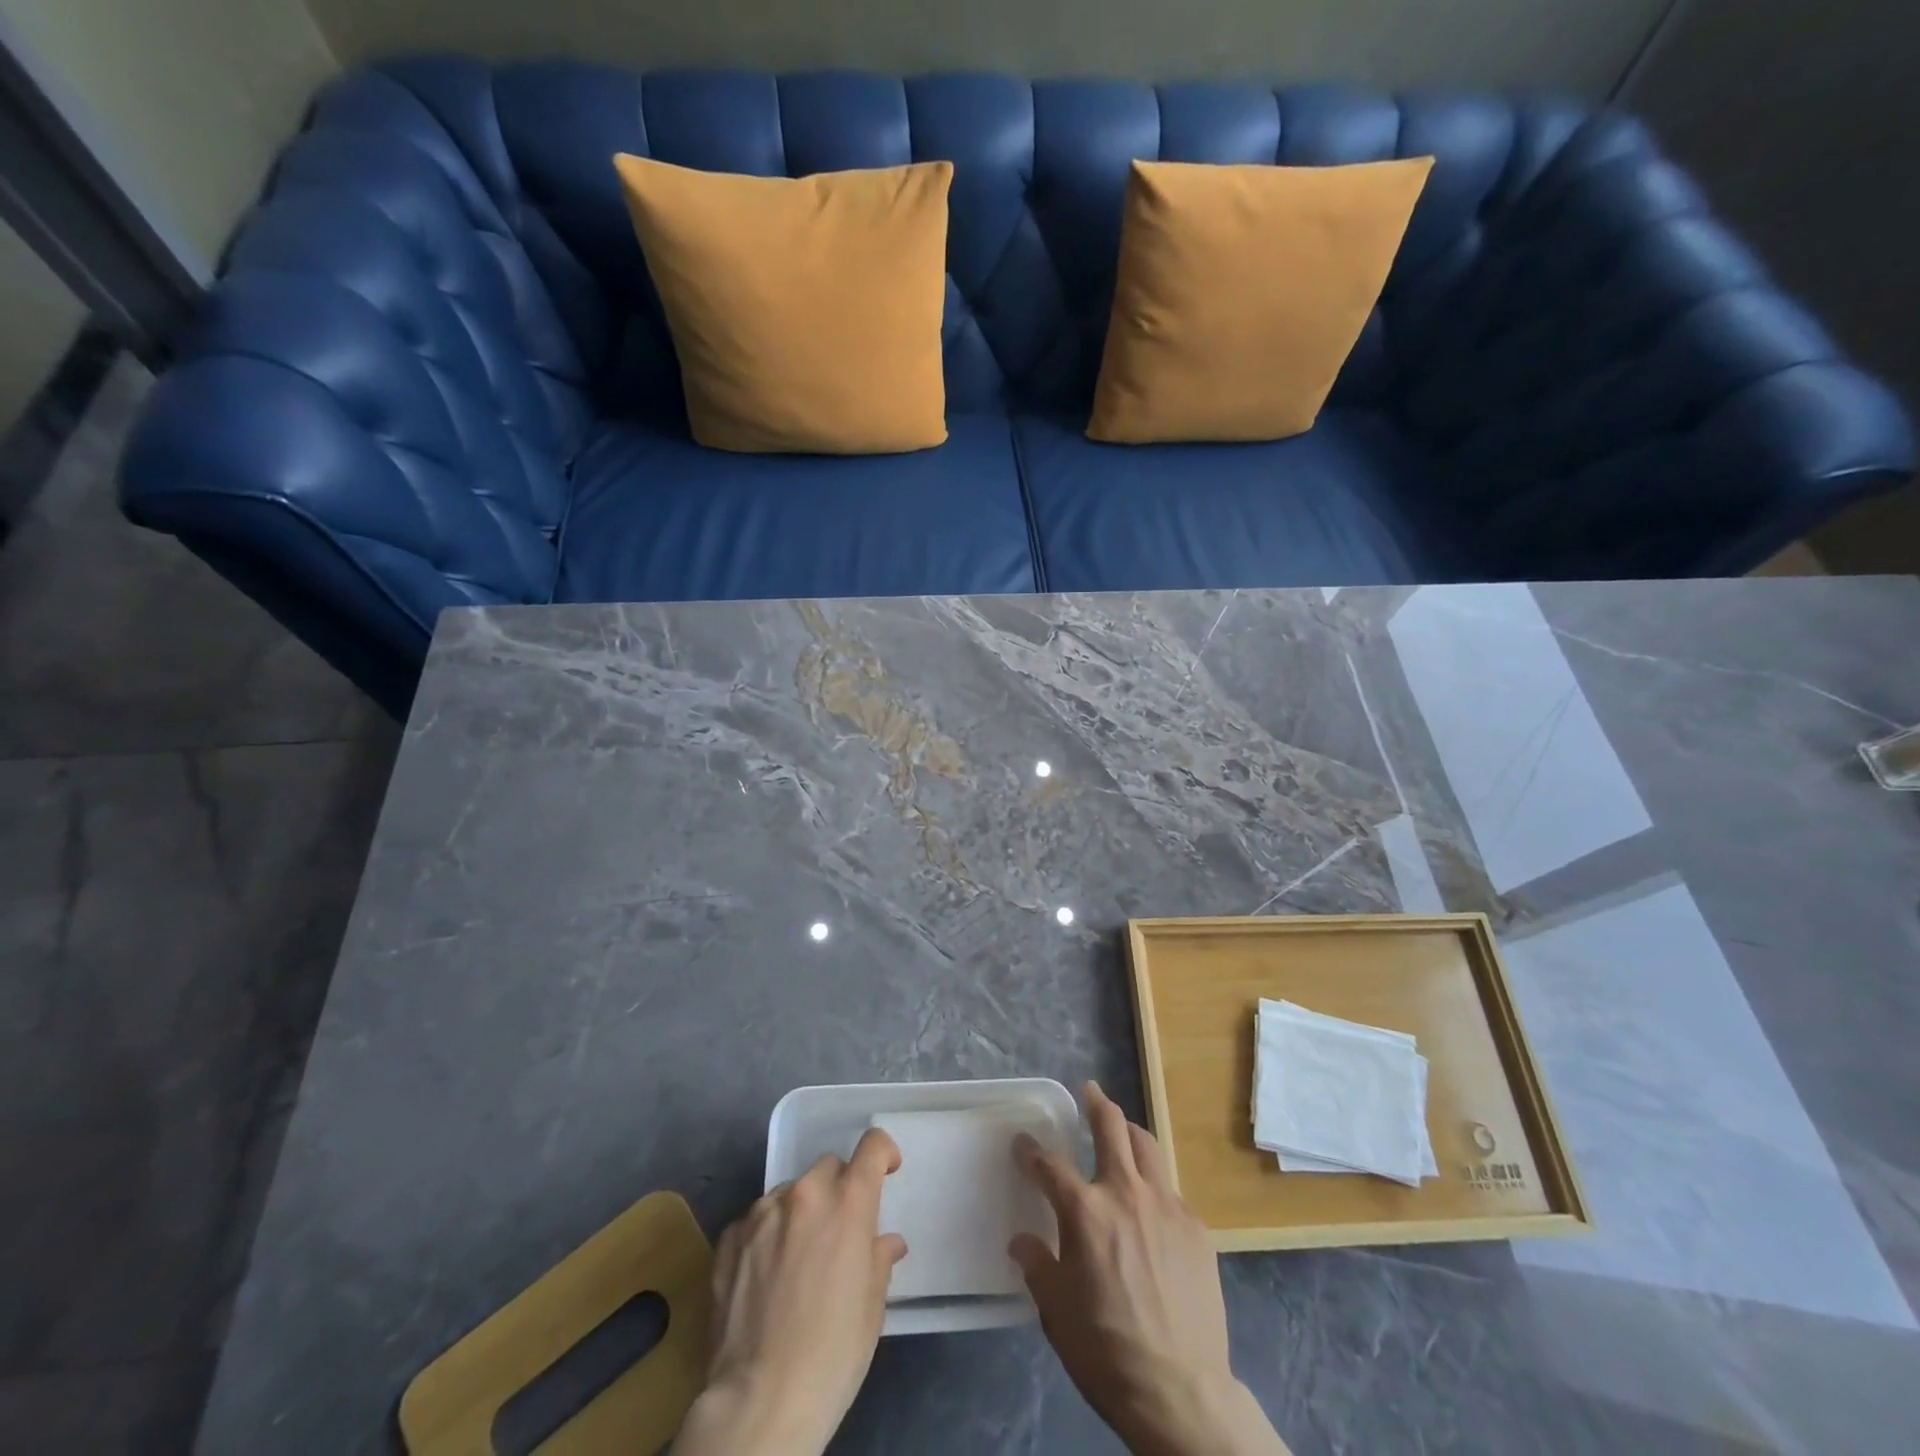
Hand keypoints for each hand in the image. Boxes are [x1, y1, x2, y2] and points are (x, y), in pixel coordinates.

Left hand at [674, 1129, 906, 1455]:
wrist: (759, 1401)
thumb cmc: (832, 1355)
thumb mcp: (872, 1308)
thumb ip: (879, 1260)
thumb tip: (886, 1242)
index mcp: (848, 1203)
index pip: (872, 1147)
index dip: (883, 1153)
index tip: (886, 1170)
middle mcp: (805, 1194)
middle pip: (828, 1167)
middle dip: (838, 1189)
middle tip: (838, 1231)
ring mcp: (762, 1212)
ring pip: (790, 1192)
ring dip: (801, 1211)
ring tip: (797, 1258)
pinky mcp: (729, 1236)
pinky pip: (756, 1219)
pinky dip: (767, 1234)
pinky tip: (765, 1275)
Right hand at [1011, 1082, 1289, 1455]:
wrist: (1181, 1392)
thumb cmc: (1106, 1351)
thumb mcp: (1056, 1312)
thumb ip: (1037, 1266)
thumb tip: (1022, 1241)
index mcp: (1085, 1211)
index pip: (1050, 1165)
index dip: (1031, 1151)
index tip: (1022, 1144)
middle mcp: (1125, 1193)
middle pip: (1111, 1127)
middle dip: (1096, 1103)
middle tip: (1090, 1091)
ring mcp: (1166, 1206)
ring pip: (1147, 1146)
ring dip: (1130, 1132)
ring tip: (1123, 1131)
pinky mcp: (1196, 1228)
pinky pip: (1171, 1191)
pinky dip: (1155, 1186)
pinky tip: (1152, 1207)